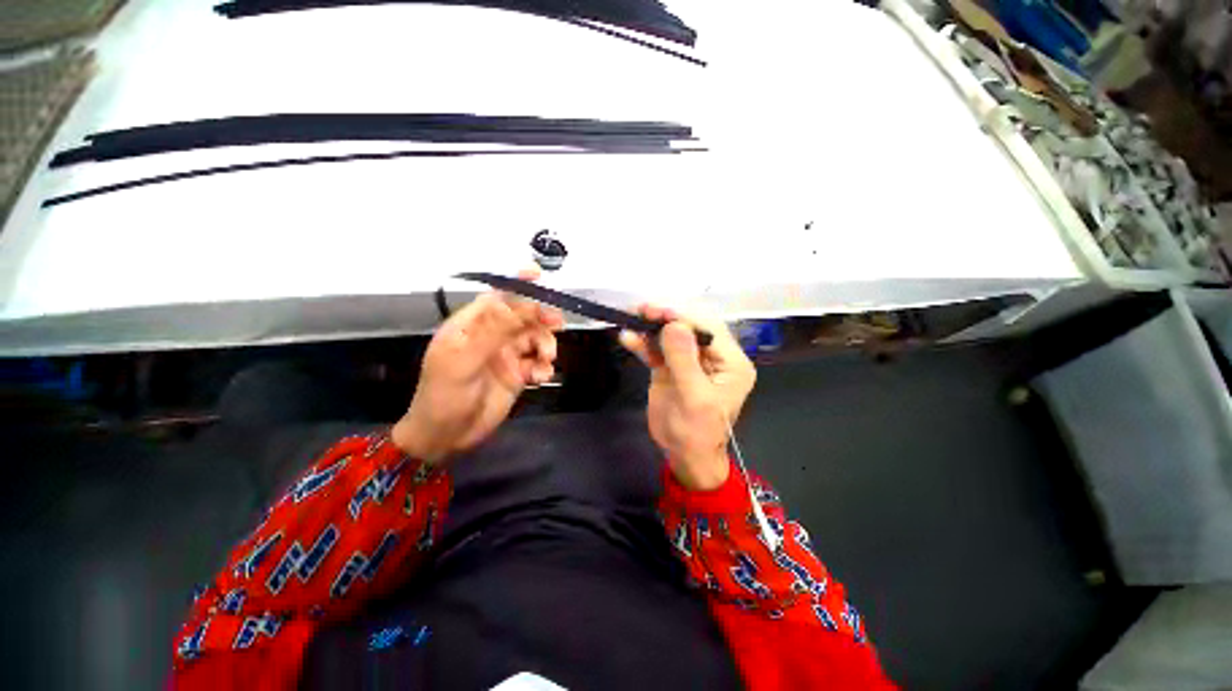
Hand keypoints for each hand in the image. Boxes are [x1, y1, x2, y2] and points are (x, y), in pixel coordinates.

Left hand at [393, 269, 563, 464]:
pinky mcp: (517, 374)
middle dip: (540, 318)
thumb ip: (493, 331)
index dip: (516, 284)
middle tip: (557, 324)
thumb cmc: (444, 395)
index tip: (538, 275)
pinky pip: (537, 362)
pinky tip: (541, 377)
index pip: (496, 297)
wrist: (446, 437)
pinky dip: (544, 367)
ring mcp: (505, 355)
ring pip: (534, 339)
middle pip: (522, 317)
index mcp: (471, 326)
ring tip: (546, 360)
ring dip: (545, 345)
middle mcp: (490, 336)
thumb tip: (521, 303)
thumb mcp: (464, 361)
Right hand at [619, 305, 755, 490]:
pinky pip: (658, 351)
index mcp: (730, 362)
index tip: (657, 311)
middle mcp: (713, 357)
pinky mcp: (671, 368)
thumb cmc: (697, 432)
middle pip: (689, 328)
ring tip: (631, 320)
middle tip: (642, 311)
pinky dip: (643, 344)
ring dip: (651, 328)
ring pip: (671, 336)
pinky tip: (628, 338)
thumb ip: (684, 360)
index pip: (709, 329)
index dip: (683, 317)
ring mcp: (690, 361)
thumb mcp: (694, 398)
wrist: (684, 456)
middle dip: (665, 318)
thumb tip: (674, 324)